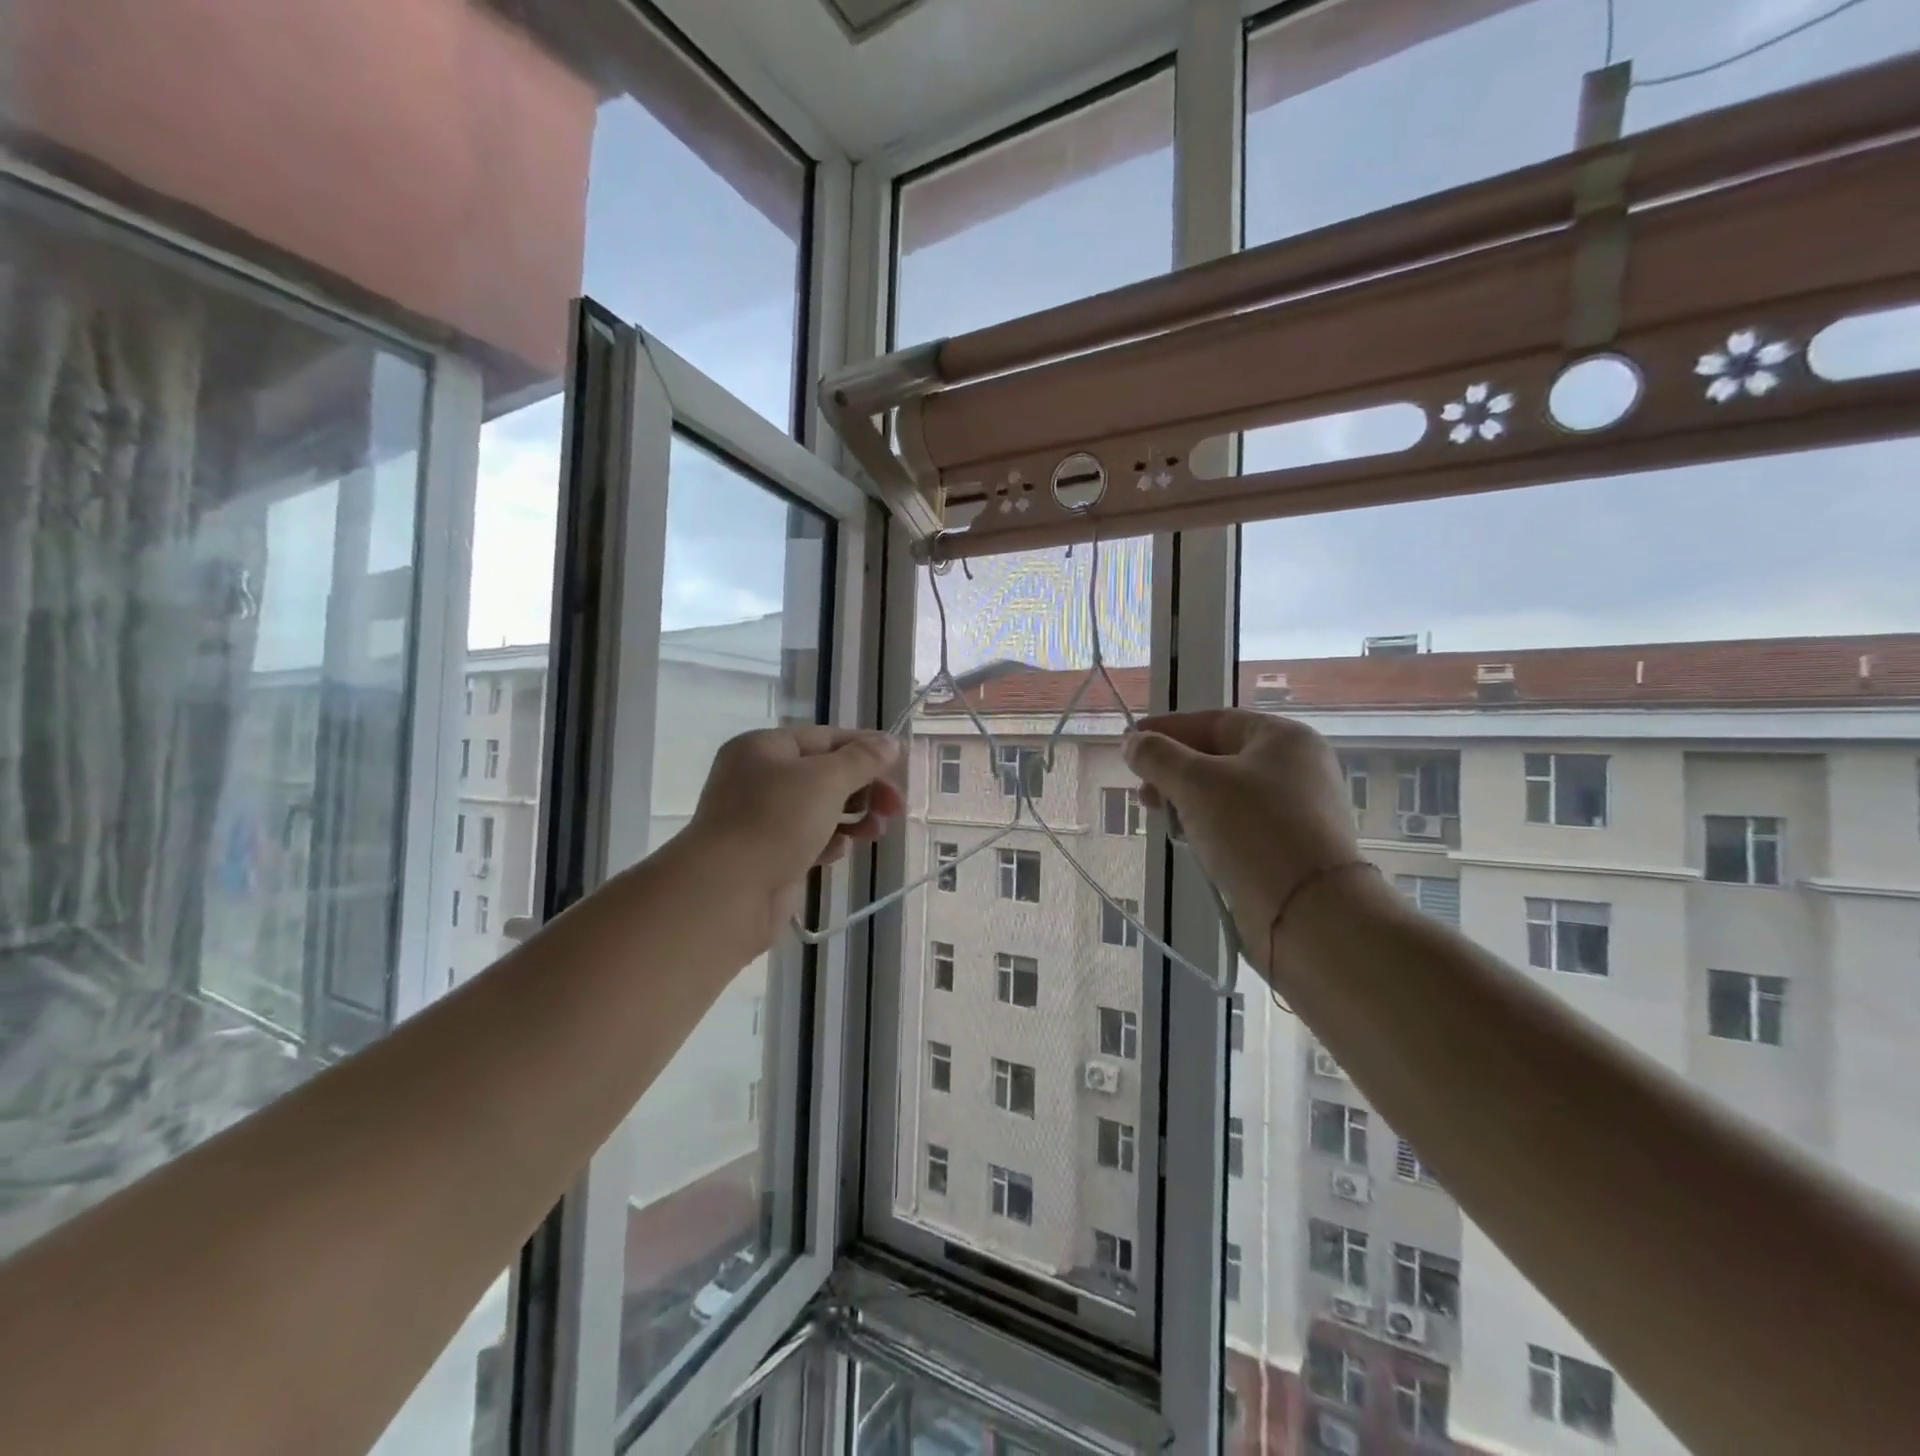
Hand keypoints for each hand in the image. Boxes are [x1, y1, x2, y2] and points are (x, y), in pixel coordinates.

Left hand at [687, 726, 904, 915]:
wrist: (728, 891)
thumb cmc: (776, 821)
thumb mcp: (826, 779)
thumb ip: (862, 759)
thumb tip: (890, 742)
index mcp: (764, 748)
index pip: (826, 737)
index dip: (865, 748)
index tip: (900, 764)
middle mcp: (758, 777)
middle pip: (825, 774)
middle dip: (864, 788)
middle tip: (895, 807)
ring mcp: (761, 818)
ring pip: (819, 809)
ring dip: (854, 817)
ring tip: (876, 832)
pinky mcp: (768, 854)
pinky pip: (808, 839)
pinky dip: (830, 841)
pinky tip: (841, 851)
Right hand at [1123, 709, 1364, 972]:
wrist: (1309, 912)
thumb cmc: (1252, 830)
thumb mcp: (1195, 782)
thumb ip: (1157, 756)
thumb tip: (1132, 742)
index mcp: (1282, 737)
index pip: (1213, 721)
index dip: (1166, 729)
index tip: (1129, 743)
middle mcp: (1296, 766)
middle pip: (1219, 756)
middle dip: (1174, 771)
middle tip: (1143, 793)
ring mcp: (1297, 809)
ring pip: (1226, 793)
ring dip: (1188, 801)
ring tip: (1163, 821)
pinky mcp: (1291, 846)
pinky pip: (1239, 824)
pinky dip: (1210, 826)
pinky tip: (1190, 843)